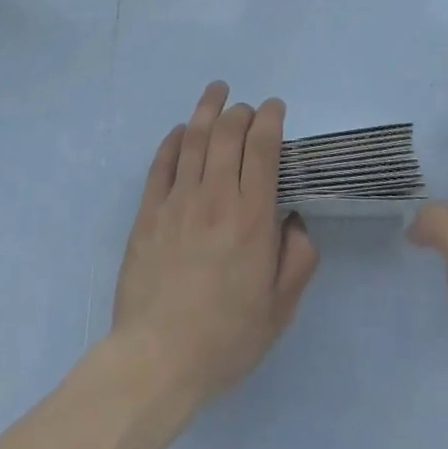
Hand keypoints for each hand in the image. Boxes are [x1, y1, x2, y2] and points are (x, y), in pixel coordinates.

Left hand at [112, 82, 320, 409]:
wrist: (157, 358)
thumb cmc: (226, 337)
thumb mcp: (280, 308)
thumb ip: (298, 259)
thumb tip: (295, 220)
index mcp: (252, 217)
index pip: (263, 148)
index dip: (271, 118)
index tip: (276, 107)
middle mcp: (215, 197)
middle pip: (228, 133)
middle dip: (242, 111)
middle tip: (249, 108)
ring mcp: (177, 200)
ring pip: (194, 138)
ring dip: (207, 109)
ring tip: (217, 90)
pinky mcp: (148, 212)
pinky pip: (162, 163)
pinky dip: (173, 139)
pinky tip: (180, 130)